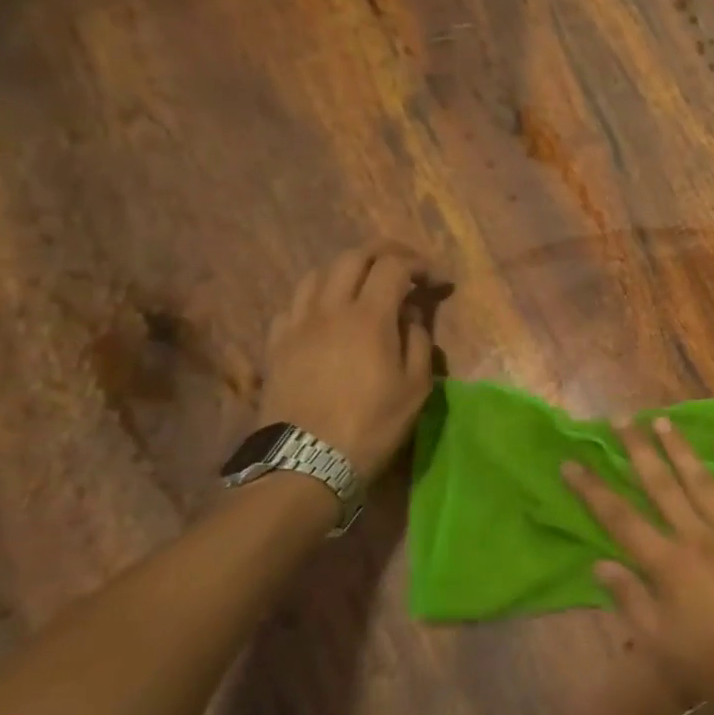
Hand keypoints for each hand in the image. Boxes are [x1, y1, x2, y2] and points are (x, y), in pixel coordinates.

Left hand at [258, 242, 444, 480]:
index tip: (437, 281)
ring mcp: (297, 324)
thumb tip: (410, 314)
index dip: (419, 265)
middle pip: (352, 257)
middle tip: (405, 267)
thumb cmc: (372, 424)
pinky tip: (328, 315)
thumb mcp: (416, 386)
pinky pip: (295, 303)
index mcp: (368, 317)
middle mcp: (329, 309)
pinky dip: (318, 297)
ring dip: (347, 270)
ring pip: (317, 273)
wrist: (306, 461)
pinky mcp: (276, 344)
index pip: (393, 267)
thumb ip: (417, 340)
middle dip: (383, 253)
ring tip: (365, 285)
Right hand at [563, 419, 713, 714]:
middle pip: (661, 486)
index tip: (572, 462)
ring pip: (701, 480)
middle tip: (621, 420)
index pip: (620, 519)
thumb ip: (630, 600)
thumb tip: (599, 564)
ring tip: (662, 420)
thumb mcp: (661, 642)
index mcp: (668, 565)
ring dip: (680, 449)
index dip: (593, 490)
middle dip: (638, 451)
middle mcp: (697, 537)